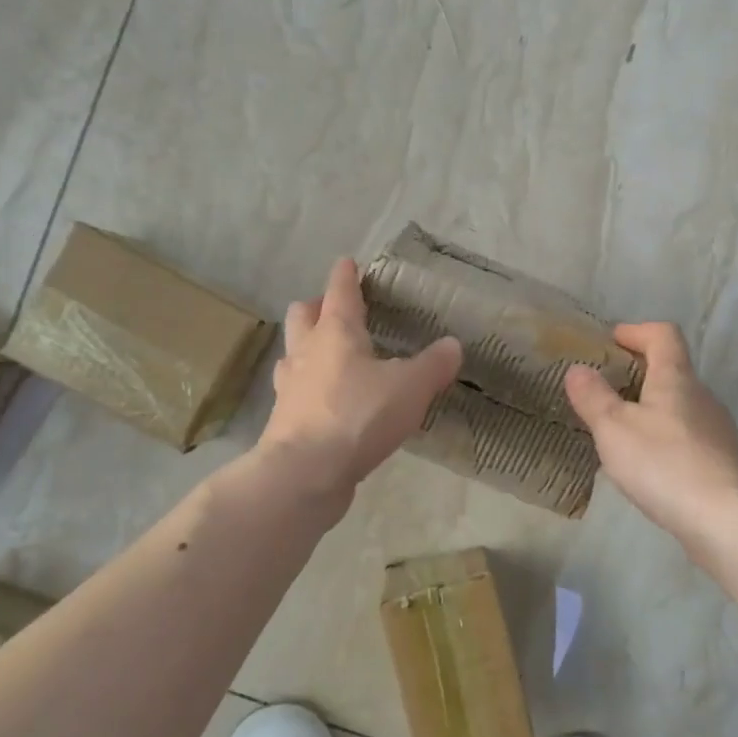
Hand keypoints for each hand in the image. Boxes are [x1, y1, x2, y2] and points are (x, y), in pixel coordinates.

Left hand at [258, 258, 462, 500]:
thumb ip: (433, 365)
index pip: (340, 290)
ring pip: (293, 351)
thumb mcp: (410, 388)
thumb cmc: (358, 416)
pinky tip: (327, 400)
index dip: (346, 275)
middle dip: (317, 307)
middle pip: (303, 314)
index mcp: (336, 332)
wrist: (305, 473)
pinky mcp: (284, 419)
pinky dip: (309, 387)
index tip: (348, 263)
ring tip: (330, 356)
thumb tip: (453, 345)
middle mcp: (307, 351)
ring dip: (308, 346)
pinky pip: (295, 390)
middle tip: (337, 312)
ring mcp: (290, 385)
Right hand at [564, 323, 737, 545]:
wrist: (729, 521)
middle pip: (673, 370)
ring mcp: (718, 431)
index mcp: (676, 379)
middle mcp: (702, 397)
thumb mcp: (614, 429)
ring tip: (621, 430)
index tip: (612, 340)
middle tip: (606, 389)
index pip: (663, 335)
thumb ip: (593, 397)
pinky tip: (649, 465)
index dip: (637, 331)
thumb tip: (578, 369)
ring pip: (681, 406)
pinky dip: (665, 438)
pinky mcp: (724, 462)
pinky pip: (688, 437)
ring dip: (652, 407)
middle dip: (639, 372)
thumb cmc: (665, 465)